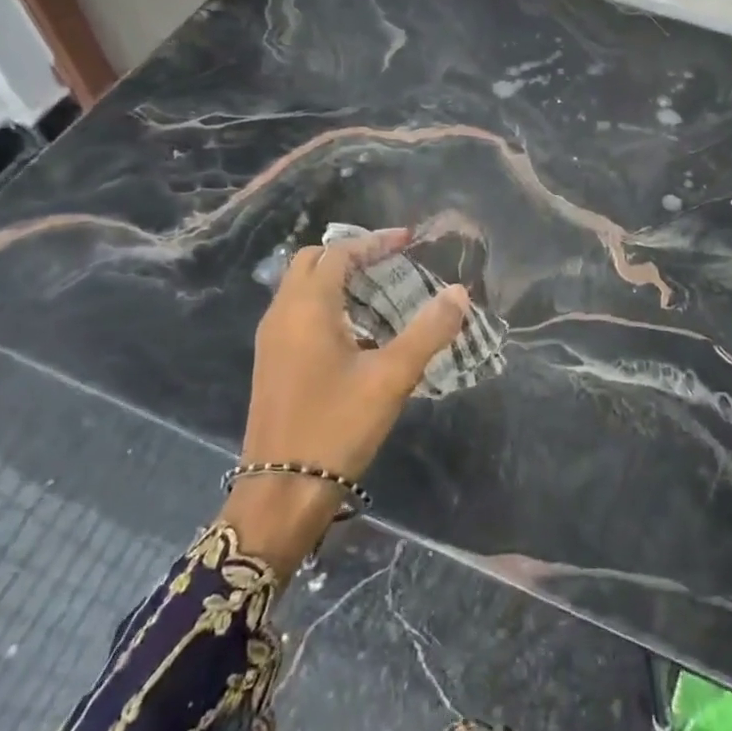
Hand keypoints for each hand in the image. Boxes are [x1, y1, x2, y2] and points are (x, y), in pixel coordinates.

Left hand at [221, 229, 467, 576]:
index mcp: (306, 308)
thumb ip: (428, 331)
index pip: (338, 253)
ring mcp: (271, 340)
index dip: (373, 242)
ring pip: (301, 288)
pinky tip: (358, 333)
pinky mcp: (272, 362)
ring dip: (337, 280)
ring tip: (380, 292)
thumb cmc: (337, 425)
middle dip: (350, 255)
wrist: (283, 489)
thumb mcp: (392, 377)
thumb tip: (460, 292)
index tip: (407, 240)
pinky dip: (326, 305)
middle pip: (312, 263)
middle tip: (390, 263)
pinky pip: (297, 313)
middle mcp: (281, 314)